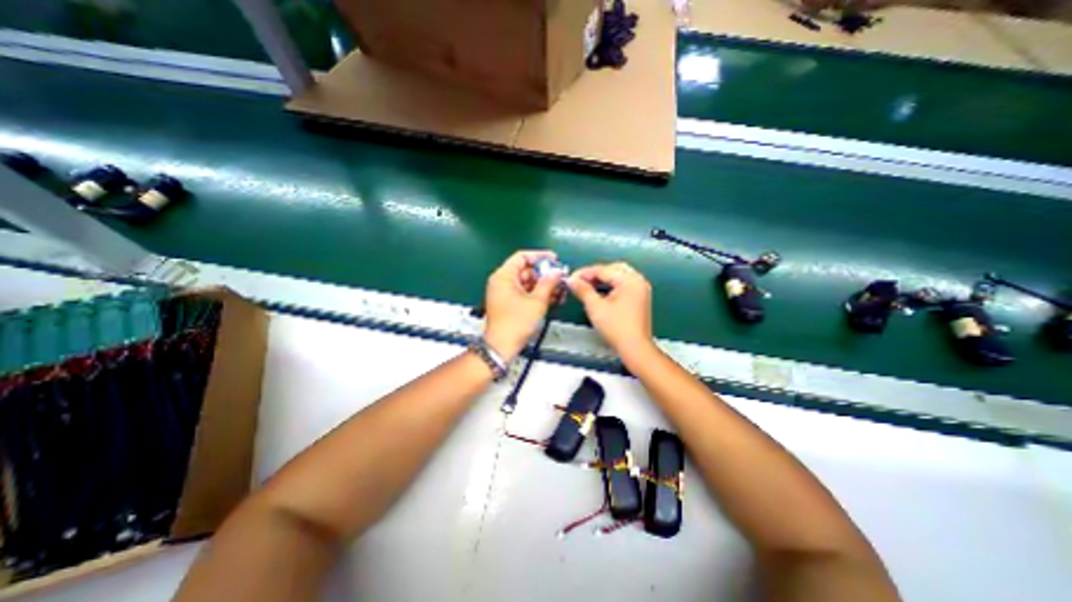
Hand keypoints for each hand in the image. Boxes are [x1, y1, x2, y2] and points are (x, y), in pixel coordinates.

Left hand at [486, 250, 564, 361]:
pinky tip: (551, 298)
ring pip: (526, 283)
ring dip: (543, 285)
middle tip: (560, 278)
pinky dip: (536, 294)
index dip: (540, 256)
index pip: (522, 257)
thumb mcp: (537, 301)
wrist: (502, 346)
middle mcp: (501, 281)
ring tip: (559, 290)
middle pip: (525, 270)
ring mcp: (504, 293)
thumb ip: (549, 283)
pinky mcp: (507, 303)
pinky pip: (523, 293)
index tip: (555, 259)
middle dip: (544, 274)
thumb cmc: (516, 322)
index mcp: (504, 276)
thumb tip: (557, 272)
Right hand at [569, 261, 652, 356]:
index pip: (603, 269)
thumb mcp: (595, 307)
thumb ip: (583, 290)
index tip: (571, 278)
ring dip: (603, 279)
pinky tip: (600, 292)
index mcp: (629, 280)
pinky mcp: (640, 297)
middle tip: (579, 281)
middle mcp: (638, 280)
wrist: (634, 348)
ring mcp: (640, 289)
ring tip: (587, 286)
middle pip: (612, 269)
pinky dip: (611, 285)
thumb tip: (571, 280)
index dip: (584, 273)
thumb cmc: (617, 328)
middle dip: (595, 274)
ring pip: (618, 275)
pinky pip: (623, 284)